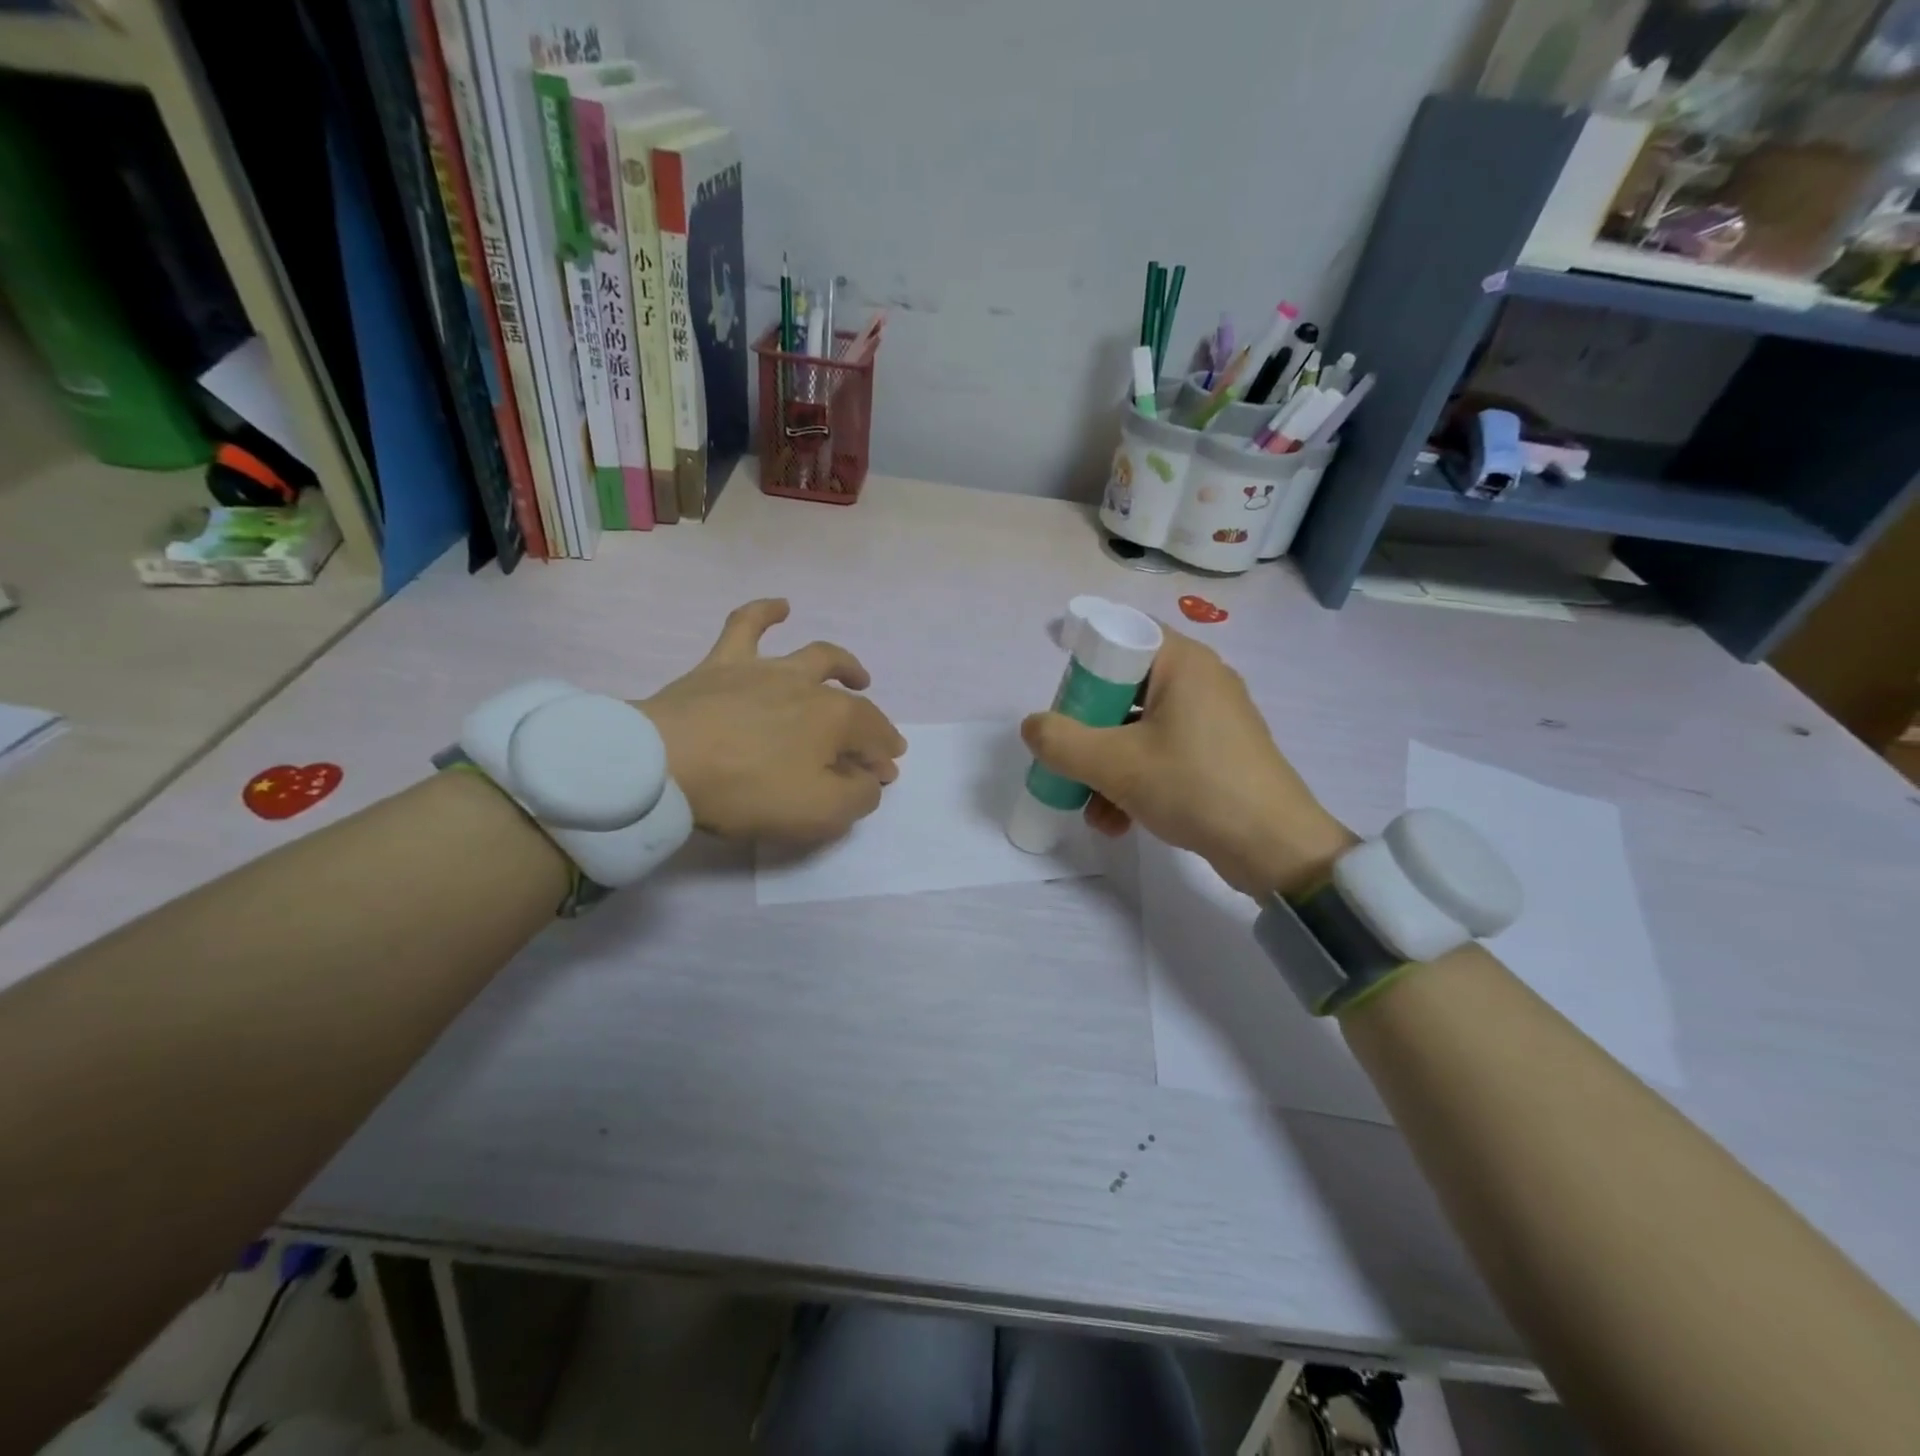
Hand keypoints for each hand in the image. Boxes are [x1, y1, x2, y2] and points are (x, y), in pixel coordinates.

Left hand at [641, 599, 906, 842]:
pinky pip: (746, 626)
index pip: (874, 736)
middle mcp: (809, 686)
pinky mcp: (722, 664)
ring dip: (843, 665)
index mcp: (837, 719)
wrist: (664, 763)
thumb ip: (858, 796)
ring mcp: (765, 670)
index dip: (883, 757)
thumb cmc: (748, 790)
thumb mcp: (819, 812)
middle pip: (852, 703)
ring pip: (815, 657)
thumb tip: (870, 778)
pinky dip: (766, 612)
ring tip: (855, 675)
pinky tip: (781, 606)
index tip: (884, 777)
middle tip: (873, 744)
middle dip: (871, 725)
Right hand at [1020, 627, 1352, 897]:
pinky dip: (1135, 780)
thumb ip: (1062, 742)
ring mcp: (1213, 720)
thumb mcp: (1116, 764)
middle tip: (1070, 757)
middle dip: (1089, 730)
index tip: (1061, 697)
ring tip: (1091, 809)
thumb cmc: (1194, 786)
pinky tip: (1117, 822)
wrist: (1274, 847)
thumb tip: (1033, 727)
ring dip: (1107, 767)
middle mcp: (1201, 680)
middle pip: (1124, 687)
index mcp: (1183, 662)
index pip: (1122, 634)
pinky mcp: (1218, 754)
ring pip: (1139, 728)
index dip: (1084, 659)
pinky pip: (1162, 753)